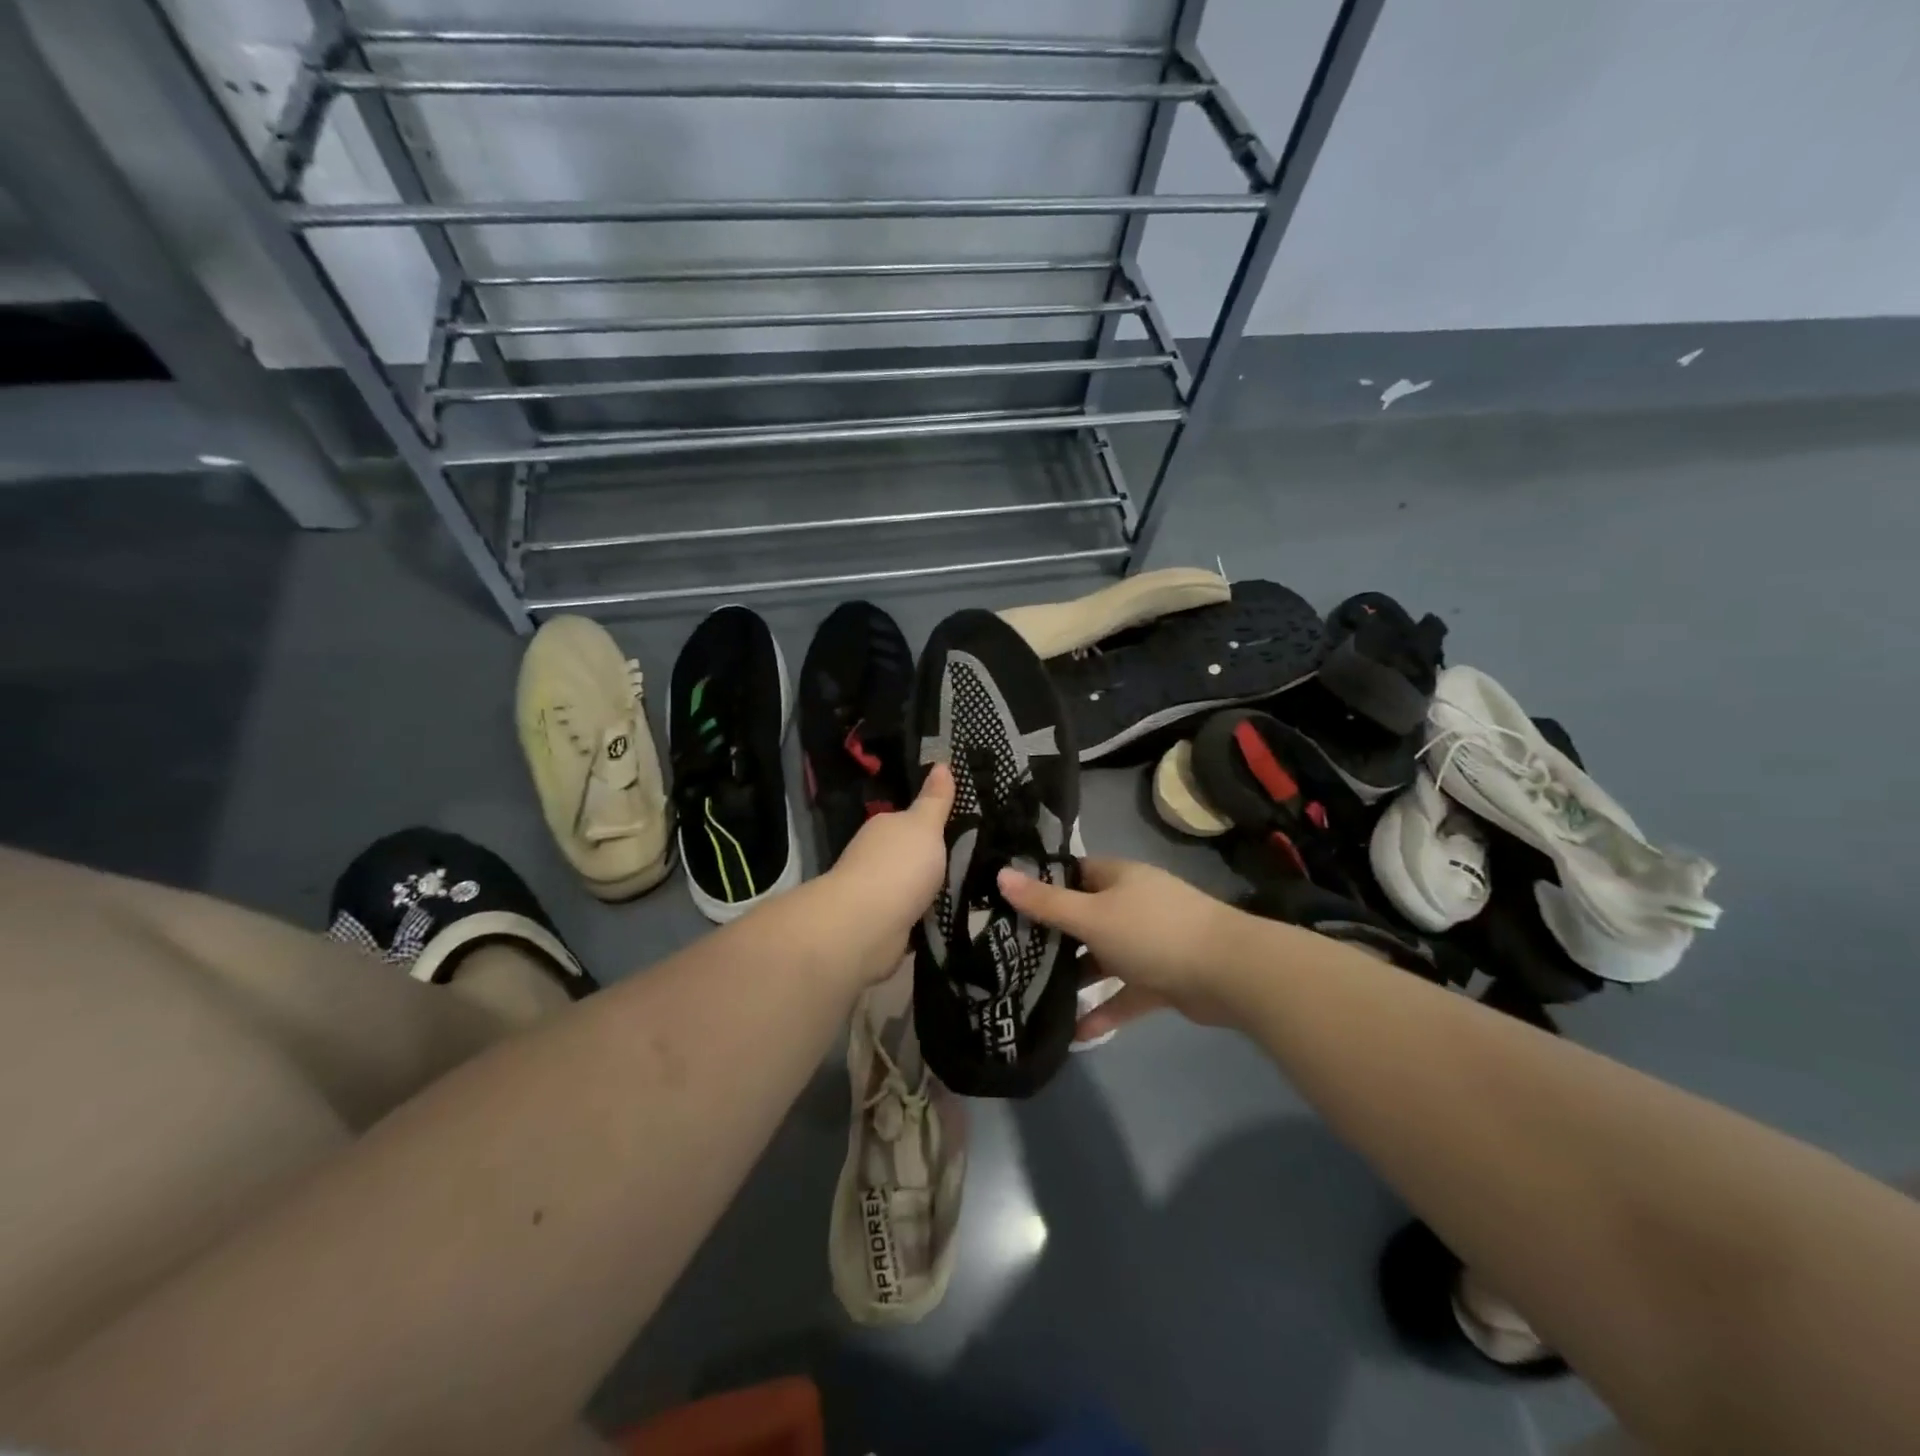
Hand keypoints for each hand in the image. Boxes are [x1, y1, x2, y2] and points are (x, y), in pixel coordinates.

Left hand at [821, 764, 954, 983]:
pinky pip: (910, 916)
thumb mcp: (925, 825)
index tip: (961, 830)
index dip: (932, 824)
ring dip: (928, 891)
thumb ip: (935, 800)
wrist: (867, 924)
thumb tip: (941, 763)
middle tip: (973, 862)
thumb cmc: (899, 866)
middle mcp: (875, 857)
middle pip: (909, 855)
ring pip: (910, 887)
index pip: (909, 821)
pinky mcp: (882, 925)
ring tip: (967, 893)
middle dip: (931, 860)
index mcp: (884, 827)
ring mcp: (876, 893)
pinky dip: (923, 918)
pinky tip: (946, 920)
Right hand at [999, 858, 1242, 1039]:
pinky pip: (1125, 992)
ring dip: (1076, 976)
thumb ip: (1046, 903)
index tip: (1006, 903)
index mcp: (1117, 878)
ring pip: (1103, 957)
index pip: (1072, 873)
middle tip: (1009, 952)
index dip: (1042, 885)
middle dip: (1053, 936)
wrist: (1229, 973)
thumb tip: (1000, 874)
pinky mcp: (1162, 978)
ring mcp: (1149, 943)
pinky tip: (1076, 1033)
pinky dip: (1105, 1009)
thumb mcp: (1091, 916)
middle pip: (1084, 916)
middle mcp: (1132, 905)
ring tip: (1033, 992)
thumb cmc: (1152, 932)